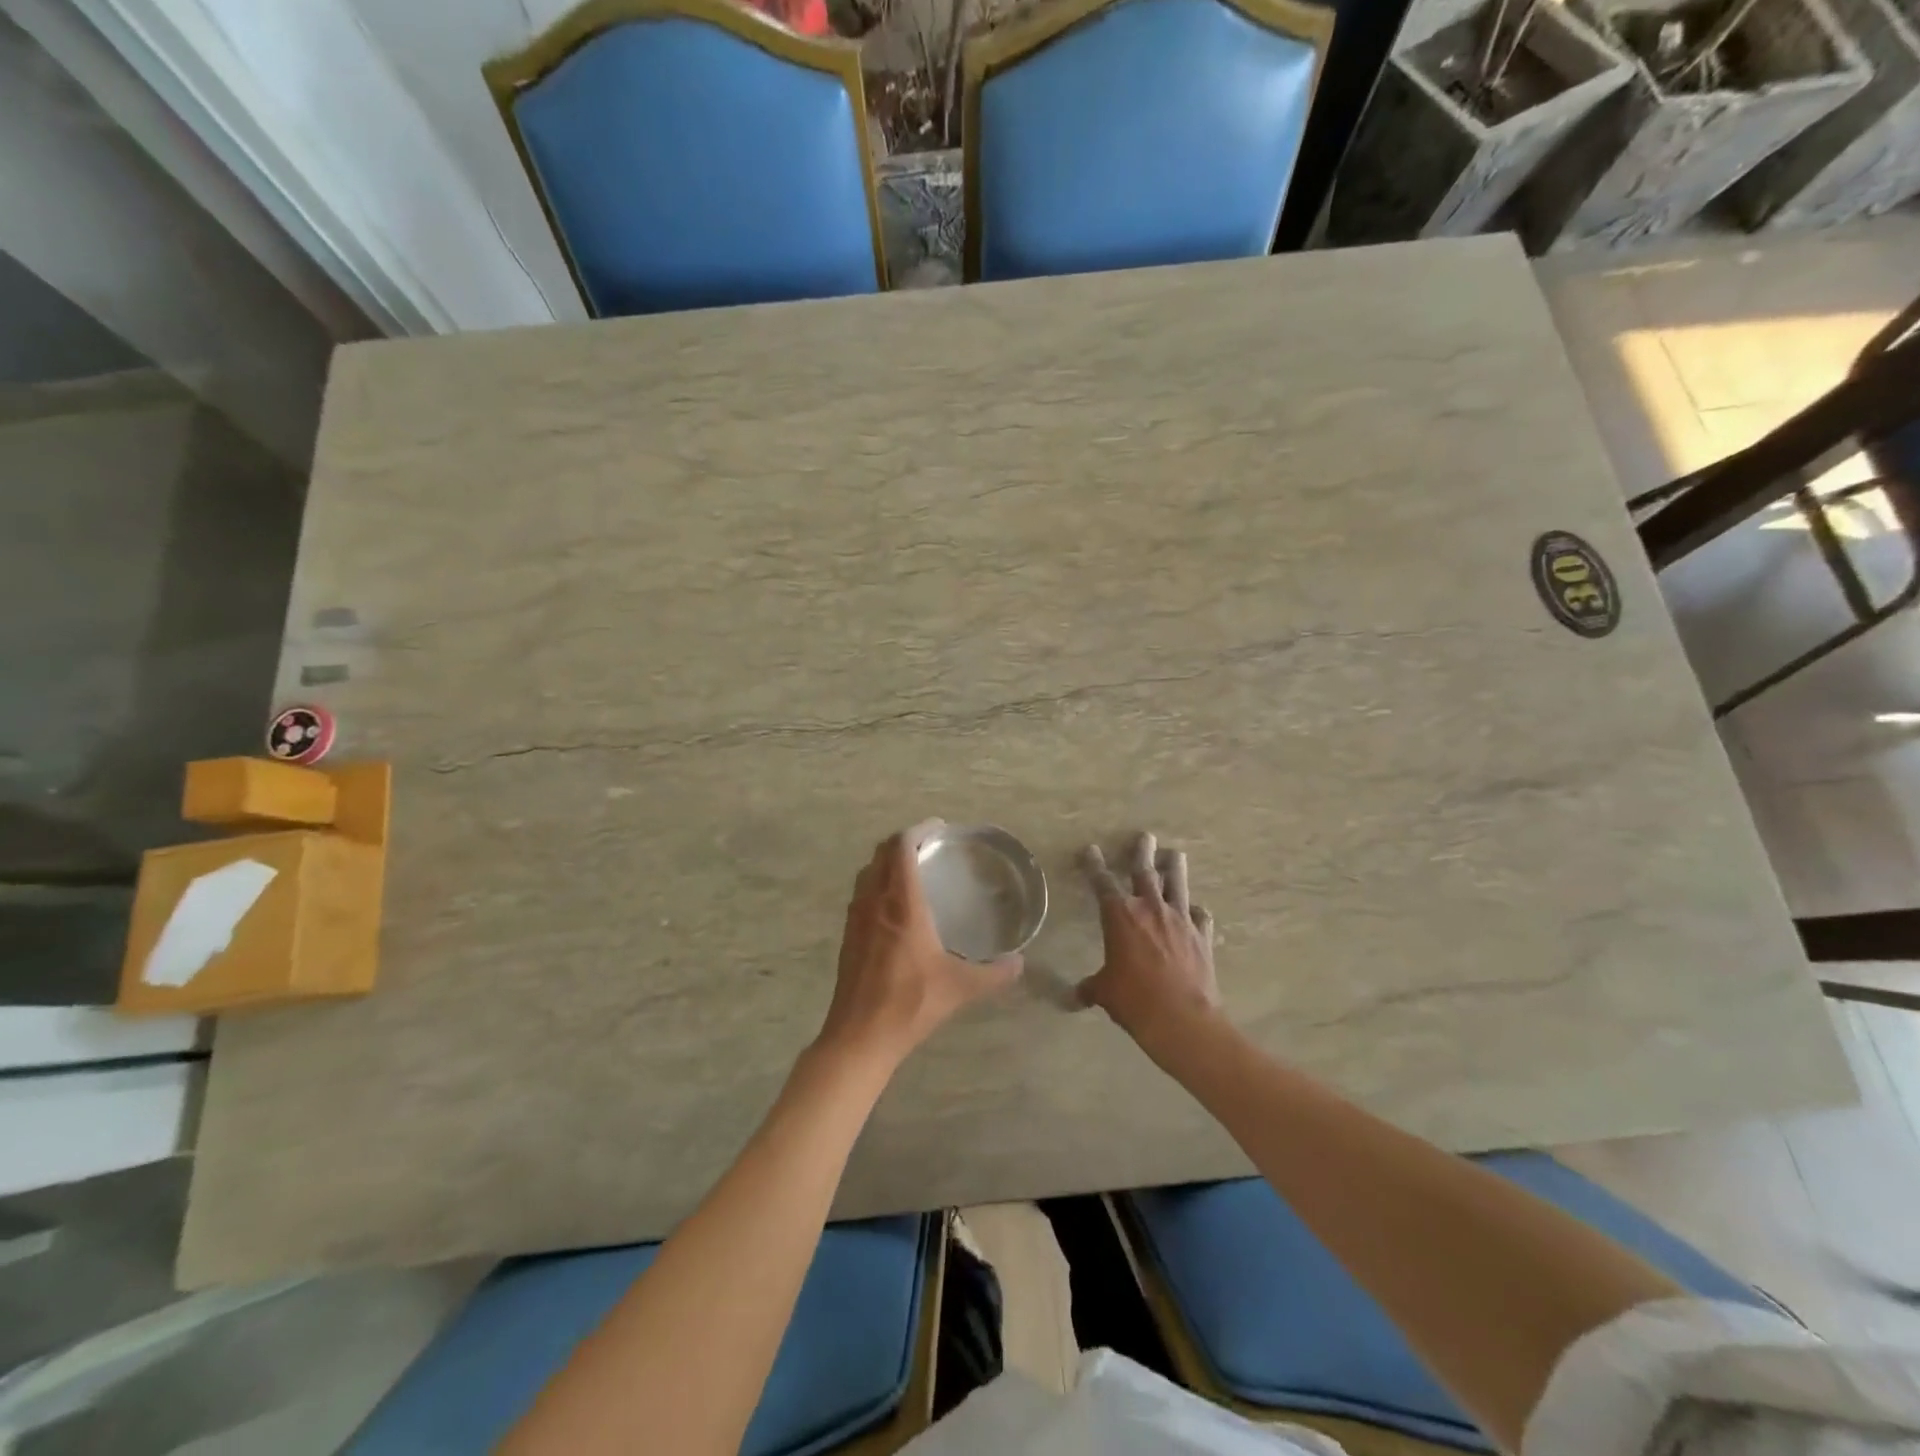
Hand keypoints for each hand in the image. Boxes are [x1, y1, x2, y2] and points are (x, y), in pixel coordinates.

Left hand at [818, 821, 1022, 1069]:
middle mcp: (874, 901)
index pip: (902, 847)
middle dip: (904, 841)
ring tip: (912, 870)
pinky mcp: (848, 935)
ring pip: (868, 872)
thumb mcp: (960, 988)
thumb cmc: (910, 1003)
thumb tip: (1020, 963)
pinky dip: (877, 883)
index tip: (939, 828)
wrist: (859, 1035)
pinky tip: (895, 906)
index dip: (919, 830)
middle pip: (882, 853)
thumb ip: (994, 974)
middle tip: (930, 845)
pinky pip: (861, 893)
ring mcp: (856, 917)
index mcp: (901, 904)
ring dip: (887, 861)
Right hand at [1078, 832, 1219, 1048]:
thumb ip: (1091, 988)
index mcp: (1120, 916)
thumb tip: (1074, 998)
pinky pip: (1200, 916)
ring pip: (1178, 884)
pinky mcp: (1202, 936)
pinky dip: (1197, 912)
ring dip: (1175, 867)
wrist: (1182, 1019)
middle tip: (1145, 836)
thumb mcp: (1105, 993)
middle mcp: (1150, 909)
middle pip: (1145, 871)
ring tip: (1175, 854)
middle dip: (1142, 851)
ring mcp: (1180, 920)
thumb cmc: (1134, 1000)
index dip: (1094, 865)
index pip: (1102, 882)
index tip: (1091, 849)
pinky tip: (1197, 911)